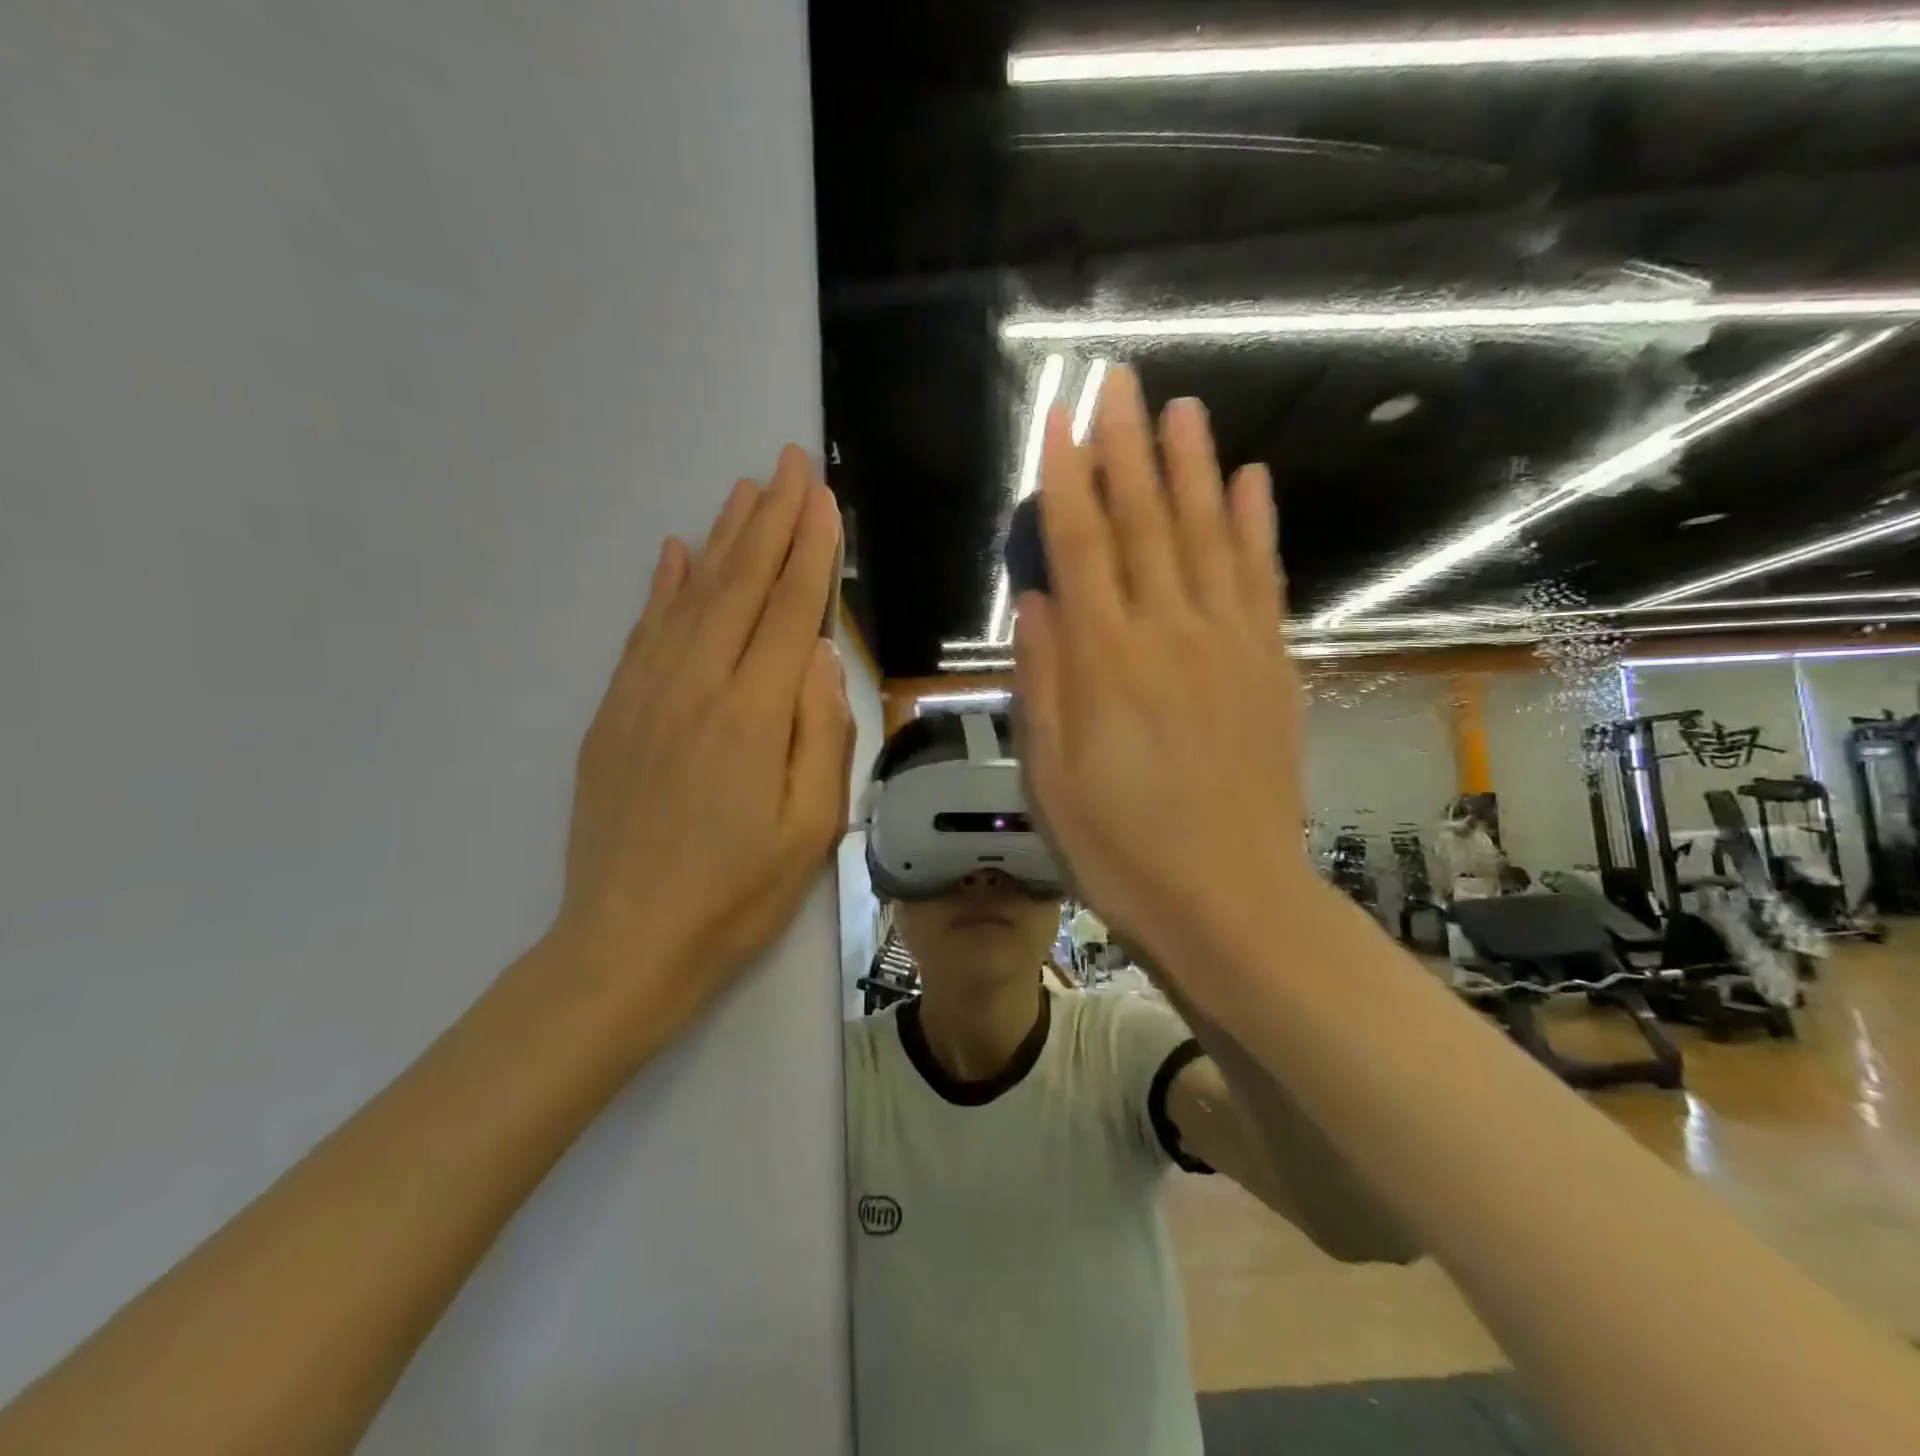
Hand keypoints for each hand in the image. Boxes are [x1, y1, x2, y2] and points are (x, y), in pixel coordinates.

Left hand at [551, 446, 850, 1049]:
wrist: (627, 942)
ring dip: (720, 539)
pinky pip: (642, 633)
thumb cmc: (737, 893)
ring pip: (688, 597)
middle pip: (738, 585)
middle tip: (788, 465)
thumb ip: (819, 732)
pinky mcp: (614, 714)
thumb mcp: (810, 827)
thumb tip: (820, 656)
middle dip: (769, 520)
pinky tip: (672, 554)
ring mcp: (646, 696)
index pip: (788, 610)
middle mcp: (695, 687)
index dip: (809, 550)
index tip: (822, 499)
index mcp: (750, 714)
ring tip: (743, 491)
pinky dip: (661, 588)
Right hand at [1014, 367, 1315, 1006]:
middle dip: (1128, 447)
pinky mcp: (1271, 666)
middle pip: (1145, 521)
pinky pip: (1263, 579)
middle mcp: (1169, 633)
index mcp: (1106, 661)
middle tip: (1119, 381)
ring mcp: (1230, 645)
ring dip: (1193, 467)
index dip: (1067, 477)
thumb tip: (1037, 600)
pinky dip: (1257, 525)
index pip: (1080, 545)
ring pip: (1208, 534)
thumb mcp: (1050, 778)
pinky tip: (1253, 482)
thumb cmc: (1120, 848)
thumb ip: (1043, 682)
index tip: (1060, 419)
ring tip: (1183, 409)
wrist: (1230, 899)